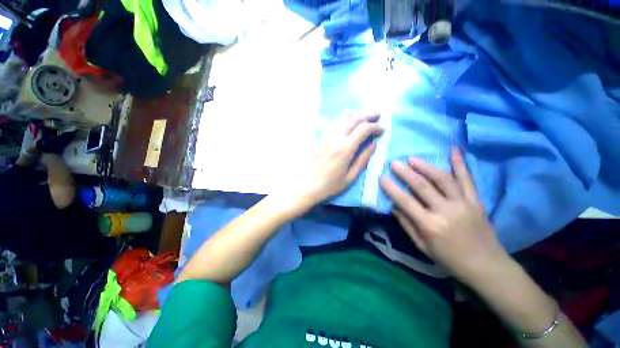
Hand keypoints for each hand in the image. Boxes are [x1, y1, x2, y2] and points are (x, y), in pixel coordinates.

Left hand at [291, 112, 383, 205]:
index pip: (363, 129)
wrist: (306, 186)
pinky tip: (346, 118)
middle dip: (367, 115)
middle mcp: (334, 139)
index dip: (375, 127)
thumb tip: (373, 144)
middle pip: (353, 120)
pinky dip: (342, 118)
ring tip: (363, 114)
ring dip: (355, 114)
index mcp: (344, 149)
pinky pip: (332, 124)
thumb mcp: (350, 177)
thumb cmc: (329, 185)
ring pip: (341, 119)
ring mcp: (325, 137)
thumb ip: (362, 159)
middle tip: (377, 114)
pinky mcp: (318, 138)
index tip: (382, 129)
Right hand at [380, 148, 506, 284]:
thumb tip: (394, 206)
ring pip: (443, 179)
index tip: (382, 177)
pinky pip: (467, 179)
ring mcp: (464, 204)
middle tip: (394, 162)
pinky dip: (460, 164)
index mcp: (431, 225)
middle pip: (422, 186)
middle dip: (406, 173)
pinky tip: (453, 150)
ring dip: (426, 166)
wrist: (487, 266)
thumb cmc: (450, 259)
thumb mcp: (422, 246)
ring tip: (413, 158)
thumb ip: (407, 225)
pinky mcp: (476, 201)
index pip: (405, 202)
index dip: (392, 189)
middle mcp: (446, 211)